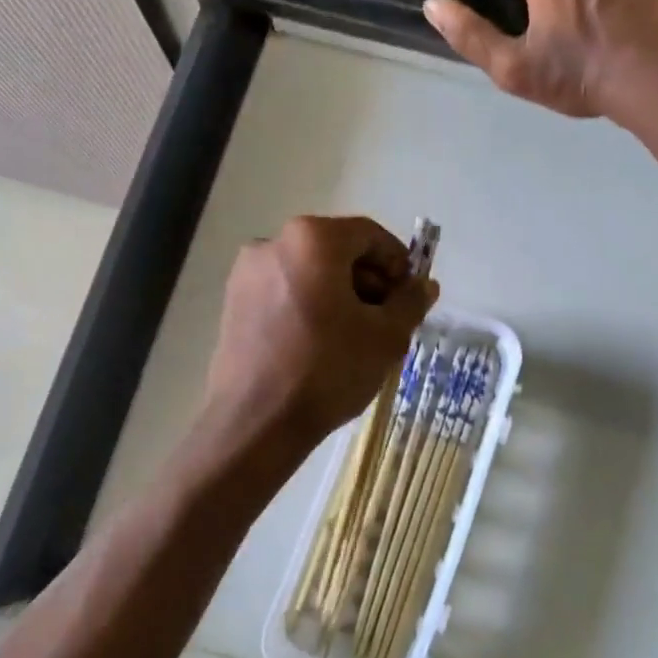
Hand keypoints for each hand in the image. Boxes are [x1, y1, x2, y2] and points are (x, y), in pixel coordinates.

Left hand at [204, 216, 437, 449]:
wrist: (256, 422)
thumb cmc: (327, 370)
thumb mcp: (385, 337)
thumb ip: (410, 302)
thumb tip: (424, 285)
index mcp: (312, 239)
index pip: (369, 235)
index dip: (398, 262)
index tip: (410, 296)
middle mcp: (273, 242)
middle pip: (336, 250)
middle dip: (368, 281)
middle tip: (388, 321)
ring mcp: (247, 273)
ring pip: (309, 272)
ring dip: (340, 295)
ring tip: (356, 337)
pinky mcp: (233, 302)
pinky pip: (284, 291)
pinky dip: (309, 306)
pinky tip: (321, 344)